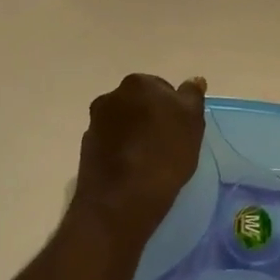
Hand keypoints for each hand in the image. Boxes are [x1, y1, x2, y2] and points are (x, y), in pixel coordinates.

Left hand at [69, 74, 206, 255]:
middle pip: (139, 103)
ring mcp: (94, 123)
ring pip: (123, 124)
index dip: (174, 109)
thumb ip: (192, 96)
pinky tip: (133, 171)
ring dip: (135, 135)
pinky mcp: (86, 149)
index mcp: (138, 84)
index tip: (181, 130)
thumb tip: (194, 80)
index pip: (162, 88)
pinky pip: (111, 144)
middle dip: (151, 118)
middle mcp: (111, 97)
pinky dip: (121, 152)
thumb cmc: (164, 155)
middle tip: (168, 145)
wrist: (121, 200)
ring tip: (150, 161)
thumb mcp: (192, 122)